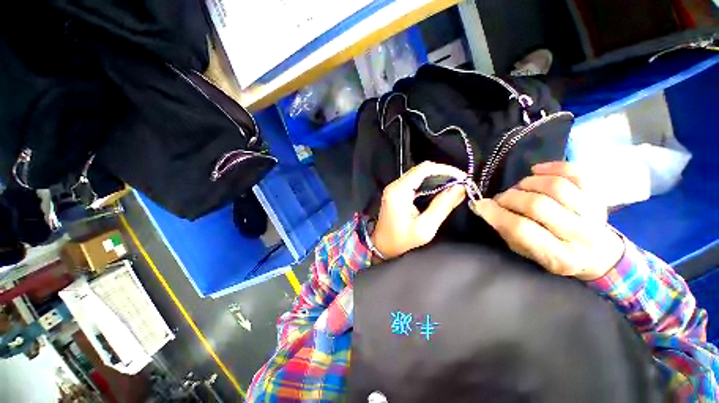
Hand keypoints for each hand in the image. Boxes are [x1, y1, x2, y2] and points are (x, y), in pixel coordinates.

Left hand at [371, 161, 466, 259]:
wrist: (382, 245)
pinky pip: (414, 181)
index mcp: (399, 191)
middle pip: (421, 169)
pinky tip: (439, 190)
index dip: (445, 170)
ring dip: (436, 177)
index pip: (424, 169)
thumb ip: (443, 206)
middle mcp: (395, 185)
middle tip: (460, 182)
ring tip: (453, 185)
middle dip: (442, 173)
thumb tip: (459, 188)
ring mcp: (394, 187)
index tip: (462, 177)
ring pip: (418, 173)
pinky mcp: (396, 192)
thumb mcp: (425, 227)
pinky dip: (428, 182)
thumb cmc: (402, 240)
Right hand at [470, 162, 623, 280]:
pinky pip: (575, 173)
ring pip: (555, 187)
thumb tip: (483, 206)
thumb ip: (506, 230)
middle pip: (537, 205)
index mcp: (558, 256)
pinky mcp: (598, 196)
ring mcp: (593, 213)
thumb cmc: (553, 255)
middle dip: (510, 198)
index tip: (480, 204)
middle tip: (501, 199)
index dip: (496, 213)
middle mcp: (579, 235)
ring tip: (520, 188)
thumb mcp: (525, 252)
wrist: (597, 254)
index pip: (521, 229)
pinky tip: (537, 171)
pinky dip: (552, 167)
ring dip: (528, 183)